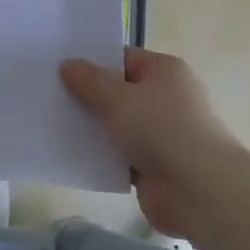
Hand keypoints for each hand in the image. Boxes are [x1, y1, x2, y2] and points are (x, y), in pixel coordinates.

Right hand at [59, 49, 249, 237]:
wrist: (199, 190)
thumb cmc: (160, 129)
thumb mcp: (117, 98)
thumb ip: (88, 81)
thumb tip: (67, 64)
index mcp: (164, 71)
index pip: (122, 58)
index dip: (92, 62)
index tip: (60, 69)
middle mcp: (167, 97)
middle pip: (120, 91)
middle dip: (89, 96)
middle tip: (50, 97)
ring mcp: (163, 133)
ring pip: (119, 125)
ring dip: (94, 128)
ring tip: (54, 125)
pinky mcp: (157, 165)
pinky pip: (122, 154)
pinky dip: (104, 156)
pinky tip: (74, 156)